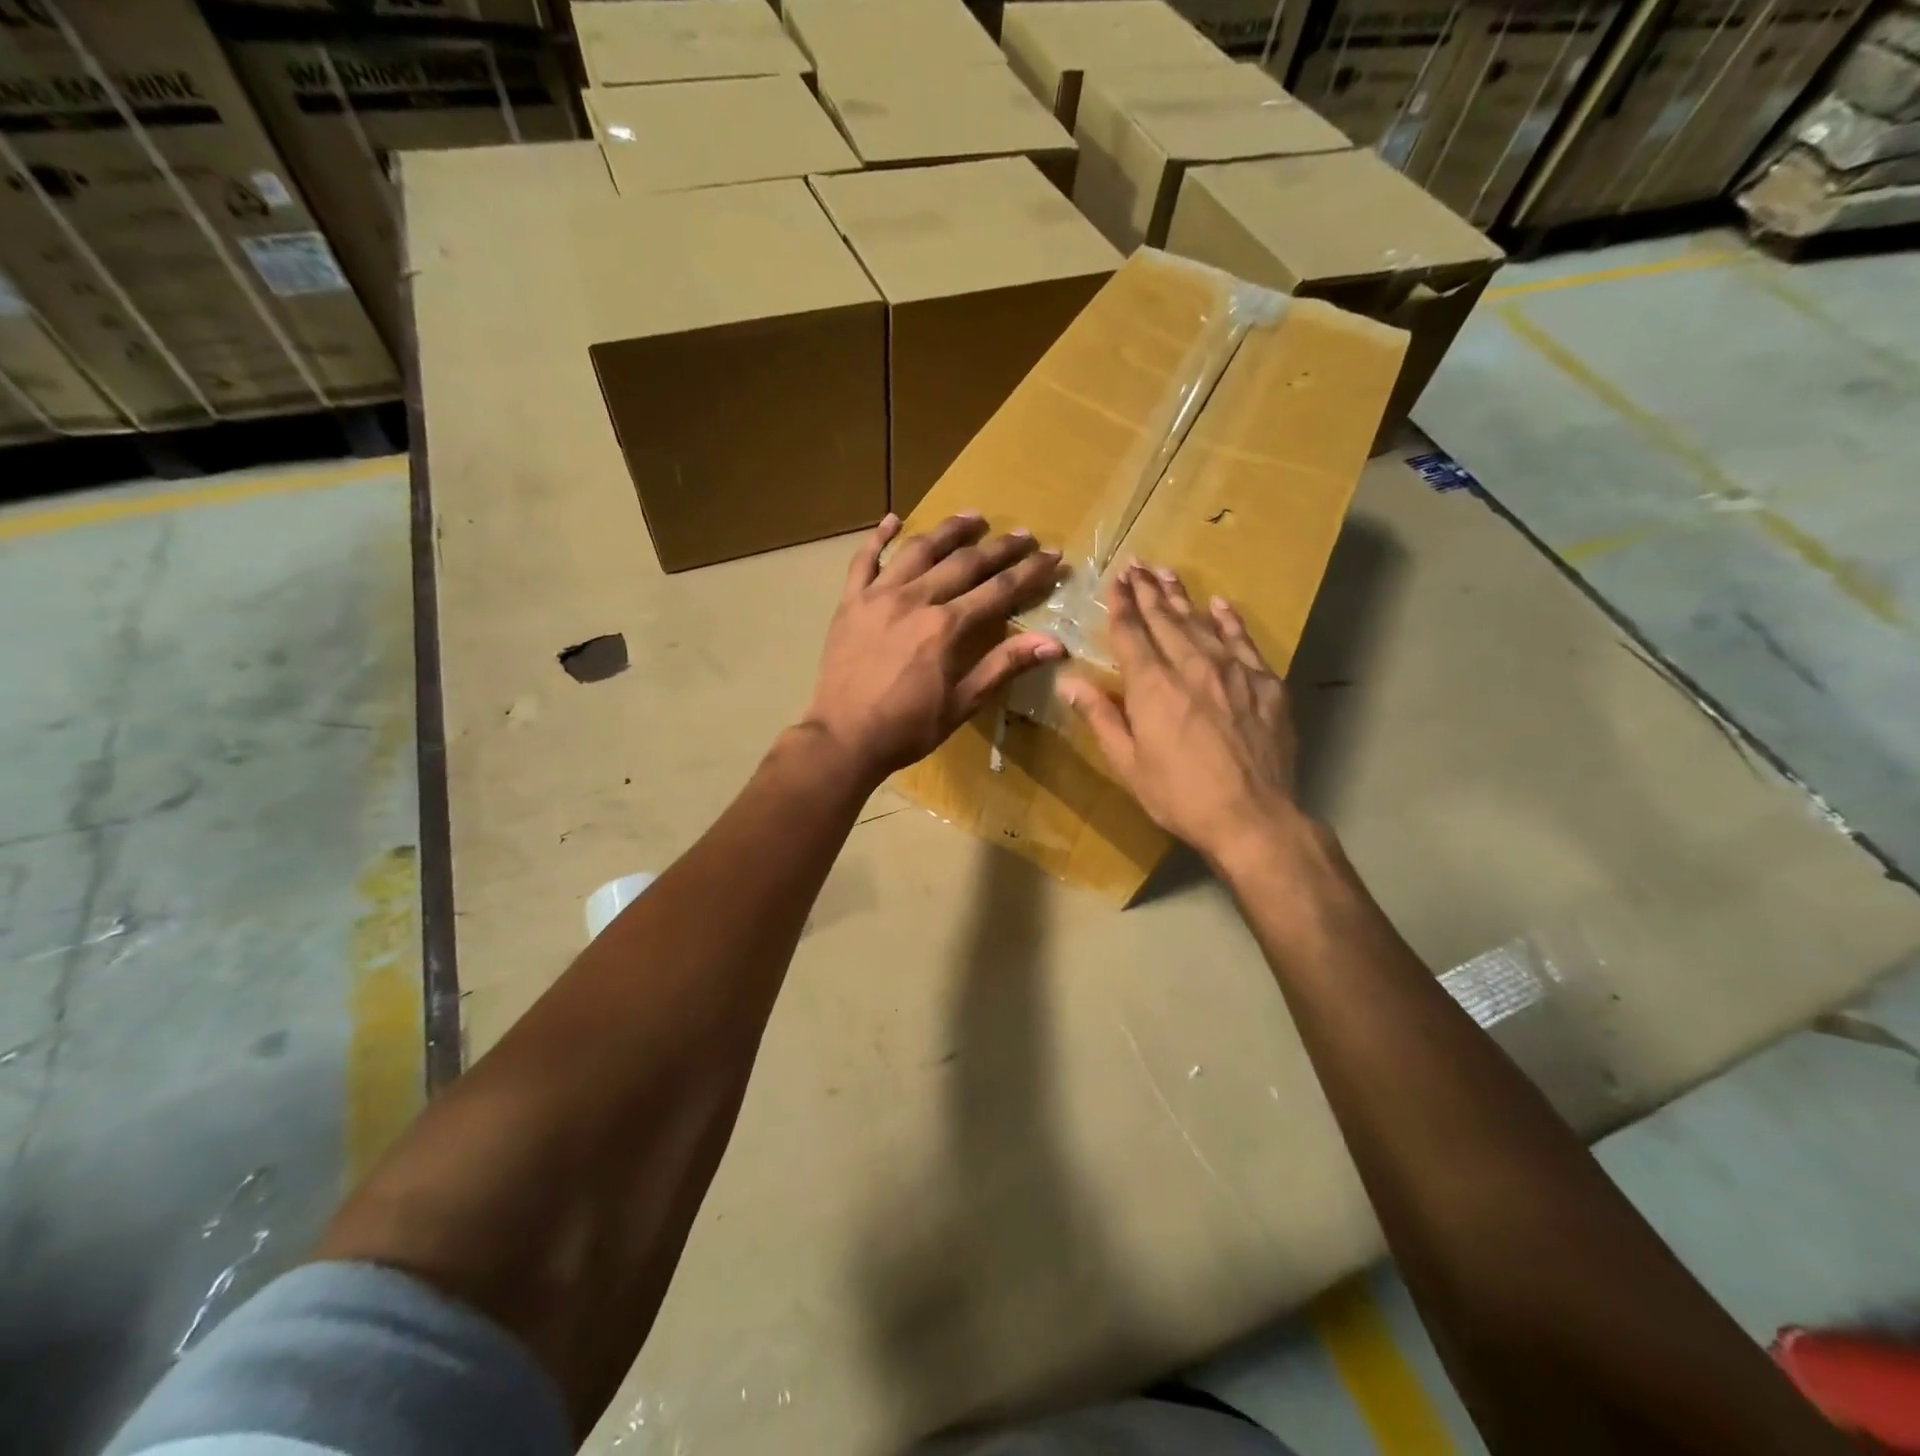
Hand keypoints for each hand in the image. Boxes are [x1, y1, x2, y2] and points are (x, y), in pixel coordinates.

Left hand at [802, 512, 1063, 784]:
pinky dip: (879, 537)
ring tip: (972, 517)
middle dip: (998, 547)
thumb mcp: (962, 703)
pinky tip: (893, 519)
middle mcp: (915, 599)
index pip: (998, 590)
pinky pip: (864, 560)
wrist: (843, 738)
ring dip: (948, 531)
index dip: (1029, 572)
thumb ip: (1004, 666)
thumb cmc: (907, 728)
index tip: (1052, 555)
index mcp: (946, 627)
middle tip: (1023, 535)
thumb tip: (1053, 643)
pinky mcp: (850, 602)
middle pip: (964, 562)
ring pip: (918, 549)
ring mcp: (878, 596)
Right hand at [1059, 563, 1302, 865]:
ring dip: (1181, 597)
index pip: (1131, 633)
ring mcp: (1234, 671)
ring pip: (1202, 622)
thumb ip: (1100, 717)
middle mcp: (1191, 666)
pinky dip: (1228, 620)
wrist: (1253, 817)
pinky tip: (1219, 605)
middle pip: (1165, 619)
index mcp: (1153, 686)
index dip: (1121, 604)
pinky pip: (1243, 640)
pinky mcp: (1265, 683)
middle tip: (1136, 565)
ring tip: (1166, 574)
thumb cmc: (1179, 796)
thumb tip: (1069, 682)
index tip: (1116, 580)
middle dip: (1148, 590)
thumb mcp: (1128, 764)